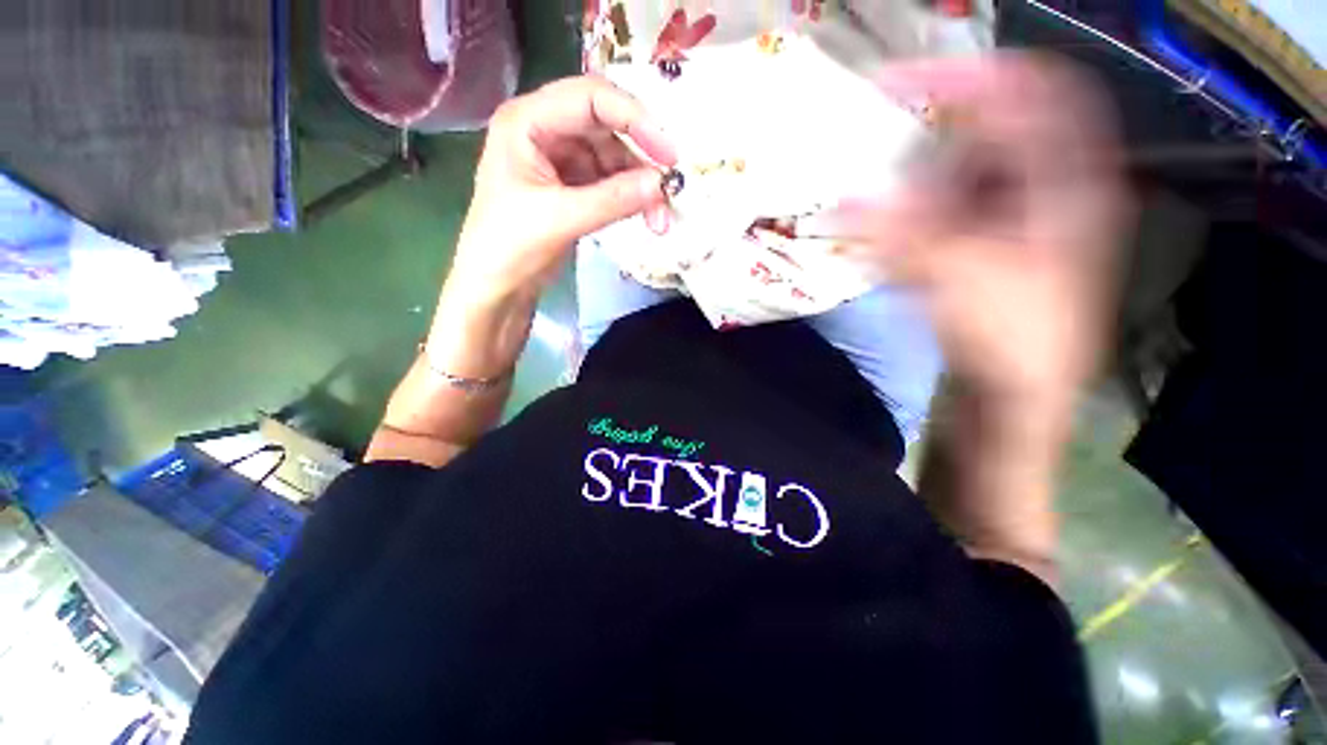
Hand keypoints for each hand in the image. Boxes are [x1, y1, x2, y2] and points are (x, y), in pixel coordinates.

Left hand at [445, 75, 676, 309]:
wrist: (495, 286)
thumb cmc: (510, 247)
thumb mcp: (561, 219)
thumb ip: (614, 199)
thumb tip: (663, 184)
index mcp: (527, 121)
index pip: (591, 98)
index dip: (635, 119)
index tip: (669, 154)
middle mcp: (544, 129)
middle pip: (606, 126)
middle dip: (641, 157)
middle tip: (670, 187)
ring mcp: (559, 158)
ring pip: (613, 157)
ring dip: (640, 185)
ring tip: (659, 218)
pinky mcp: (571, 185)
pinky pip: (610, 181)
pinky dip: (630, 197)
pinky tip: (646, 216)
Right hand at [857, 56, 1128, 416]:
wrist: (1016, 397)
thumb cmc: (1013, 343)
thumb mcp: (963, 282)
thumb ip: (905, 236)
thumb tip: (846, 200)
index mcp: (1068, 185)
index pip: (1035, 94)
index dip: (977, 76)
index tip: (910, 77)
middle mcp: (1046, 190)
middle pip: (995, 130)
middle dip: (938, 124)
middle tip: (884, 126)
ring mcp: (1015, 218)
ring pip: (966, 171)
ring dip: (919, 173)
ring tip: (880, 184)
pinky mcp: (987, 245)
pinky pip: (949, 209)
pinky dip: (914, 210)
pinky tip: (889, 227)